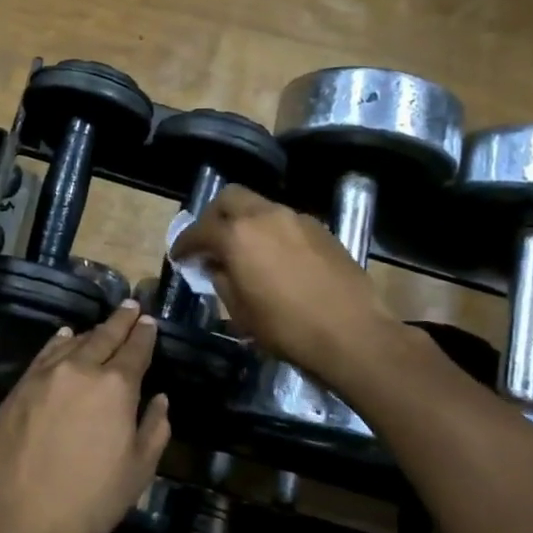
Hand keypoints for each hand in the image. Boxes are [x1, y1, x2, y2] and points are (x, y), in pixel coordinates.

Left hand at [0, 302, 170, 532]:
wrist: (22, 517)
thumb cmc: (91, 500)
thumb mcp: (138, 470)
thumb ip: (154, 428)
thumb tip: (159, 399)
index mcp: (116, 386)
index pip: (135, 349)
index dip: (144, 334)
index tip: (150, 322)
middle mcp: (81, 369)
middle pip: (104, 336)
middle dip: (121, 320)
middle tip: (131, 307)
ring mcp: (46, 375)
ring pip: (73, 342)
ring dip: (91, 332)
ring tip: (102, 326)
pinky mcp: (20, 386)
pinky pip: (45, 354)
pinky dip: (59, 342)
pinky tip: (64, 337)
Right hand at [171, 185, 407, 378]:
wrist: (353, 334)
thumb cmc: (287, 329)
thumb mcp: (241, 312)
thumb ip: (222, 280)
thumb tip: (217, 266)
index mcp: (237, 235)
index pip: (199, 231)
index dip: (184, 244)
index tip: (179, 257)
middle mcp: (265, 216)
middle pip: (230, 198)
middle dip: (214, 216)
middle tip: (210, 241)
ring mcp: (297, 219)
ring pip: (260, 207)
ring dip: (245, 222)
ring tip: (245, 251)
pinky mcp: (322, 230)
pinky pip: (285, 222)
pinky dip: (271, 232)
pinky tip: (276, 259)